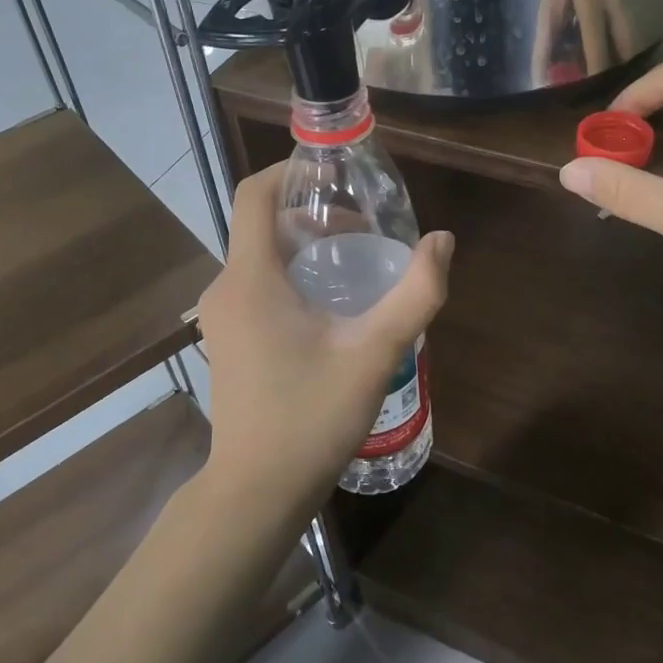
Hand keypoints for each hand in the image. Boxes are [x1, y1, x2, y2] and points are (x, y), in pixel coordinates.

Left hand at [196, 166, 454, 517]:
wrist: (256, 492)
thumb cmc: (310, 417)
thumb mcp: (374, 352)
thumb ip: (415, 293)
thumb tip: (442, 241)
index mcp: (250, 277)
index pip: (253, 194)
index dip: (288, 170)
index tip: (332, 172)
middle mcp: (225, 288)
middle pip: (262, 224)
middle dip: (311, 215)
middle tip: (364, 229)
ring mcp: (220, 317)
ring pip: (260, 257)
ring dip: (304, 248)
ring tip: (356, 266)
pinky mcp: (227, 339)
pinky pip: (256, 285)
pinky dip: (290, 276)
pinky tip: (330, 307)